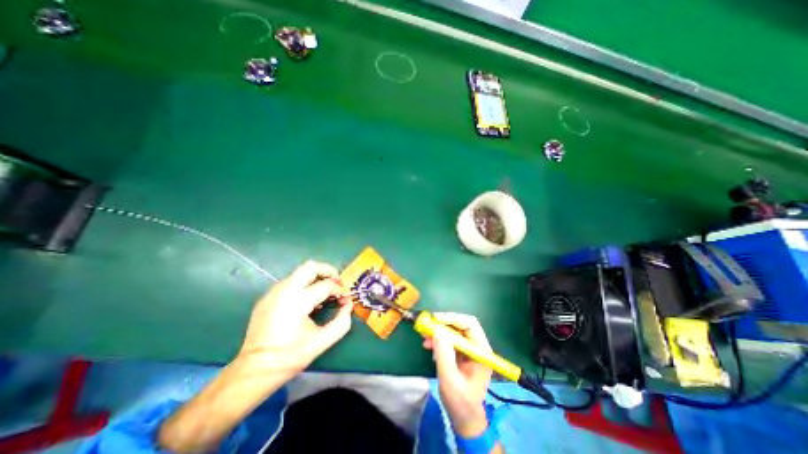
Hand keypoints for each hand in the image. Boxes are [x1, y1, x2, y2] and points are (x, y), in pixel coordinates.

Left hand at [237, 260, 353, 377]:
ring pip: (300, 273)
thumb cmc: (289, 356)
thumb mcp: (321, 342)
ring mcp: (273, 292)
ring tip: (323, 294)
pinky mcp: (267, 297)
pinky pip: (290, 282)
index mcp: (297, 301)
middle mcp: (284, 291)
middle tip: (336, 284)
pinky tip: (307, 302)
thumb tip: (348, 305)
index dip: (340, 289)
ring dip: (316, 278)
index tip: (345, 299)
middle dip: (328, 271)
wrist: (253, 371)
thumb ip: (341, 322)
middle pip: (311, 266)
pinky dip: (303, 285)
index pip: (326, 285)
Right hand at [423, 314, 492, 438]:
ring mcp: (469, 350)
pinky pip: (450, 340)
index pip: (470, 324)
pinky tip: (429, 346)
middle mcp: (477, 347)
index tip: (435, 319)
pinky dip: (439, 340)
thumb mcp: (450, 379)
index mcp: (481, 351)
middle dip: (443, 324)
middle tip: (427, 325)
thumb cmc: (461, 402)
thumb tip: (437, 330)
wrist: (465, 419)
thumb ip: (444, 354)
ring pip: (454, 331)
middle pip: (461, 325)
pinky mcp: (462, 354)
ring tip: (424, 336)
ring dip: (439, 332)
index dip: (452, 318)